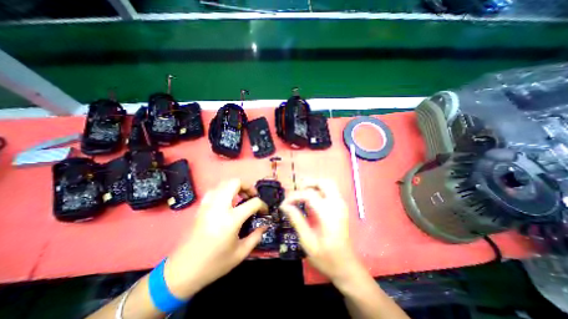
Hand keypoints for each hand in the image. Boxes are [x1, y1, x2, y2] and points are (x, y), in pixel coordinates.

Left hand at [163, 180, 267, 298]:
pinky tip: (226, 200)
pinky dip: (223, 190)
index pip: (253, 202)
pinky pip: (214, 190)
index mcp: (231, 219)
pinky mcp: (201, 207)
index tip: (264, 211)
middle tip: (251, 196)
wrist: (182, 272)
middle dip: (247, 186)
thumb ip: (256, 236)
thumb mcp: (240, 253)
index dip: (262, 205)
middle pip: (235, 183)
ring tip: (240, 196)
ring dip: (235, 186)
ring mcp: (208, 205)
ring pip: (223, 183)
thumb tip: (265, 225)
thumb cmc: (214, 264)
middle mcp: (219, 207)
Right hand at [279, 179, 362, 283]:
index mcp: (329, 214)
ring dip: (314, 186)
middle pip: (324, 182)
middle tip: (296, 194)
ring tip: (302, 196)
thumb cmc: (326, 257)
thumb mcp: (307, 241)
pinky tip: (311, 201)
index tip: (284, 204)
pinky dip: (319, 190)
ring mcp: (341, 205)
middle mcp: (337, 205)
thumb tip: (285, 206)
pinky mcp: (341, 207)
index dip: (294, 196)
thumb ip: (296, 220)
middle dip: (308, 184)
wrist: (346, 267)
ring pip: (328, 184)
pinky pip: (330, 191)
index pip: (309, 194)